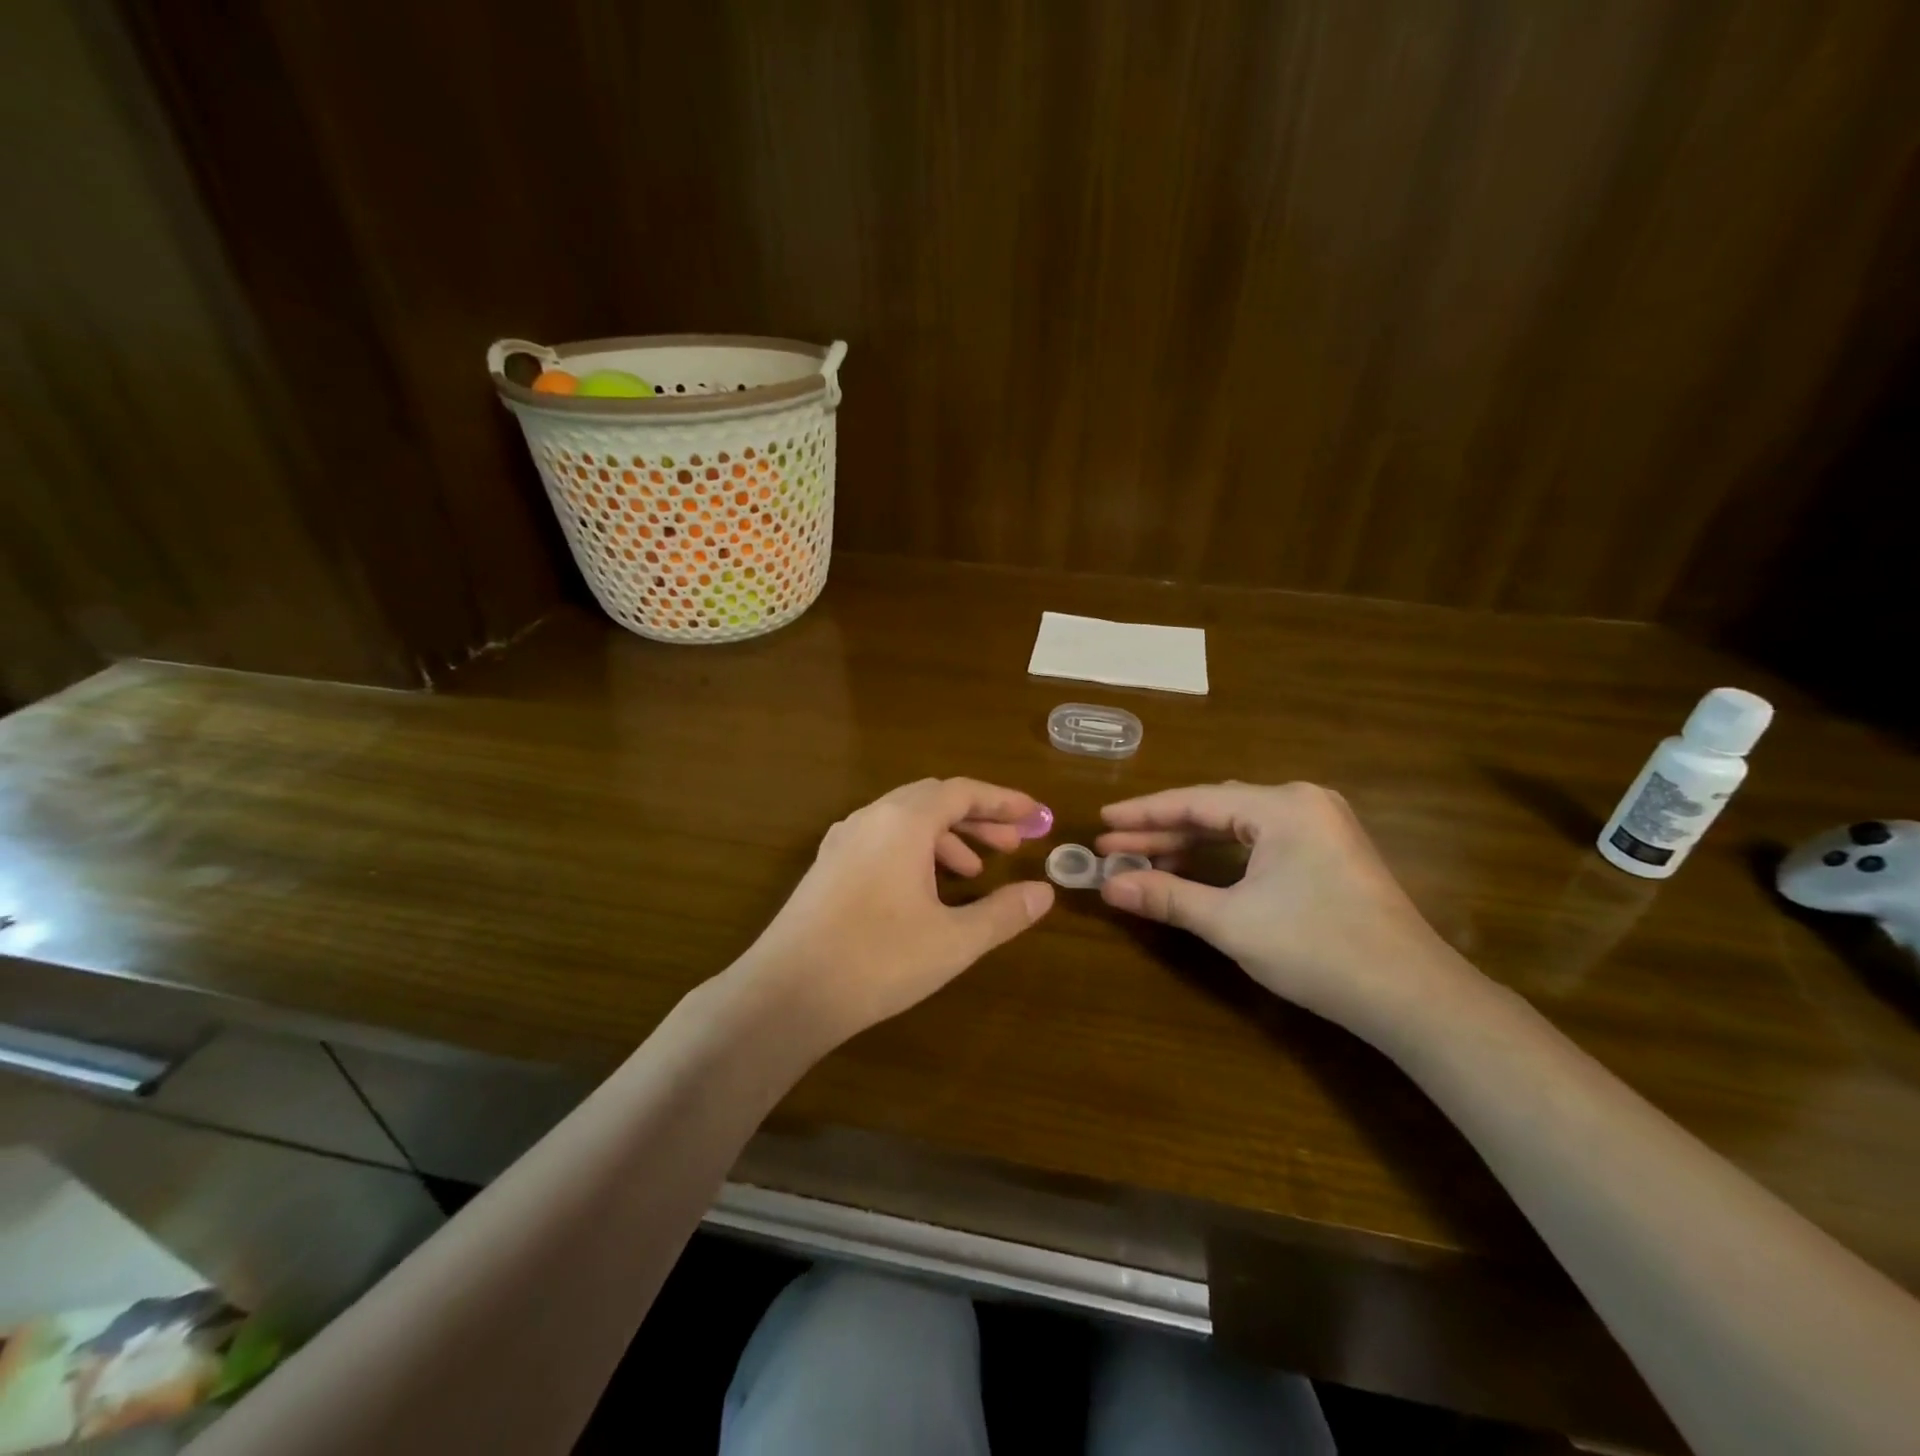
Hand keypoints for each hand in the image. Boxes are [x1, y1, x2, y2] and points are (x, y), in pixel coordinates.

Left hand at [736, 778, 1054, 1045]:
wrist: (787, 993)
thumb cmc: (878, 960)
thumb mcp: (953, 940)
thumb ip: (1003, 913)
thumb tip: (1043, 892)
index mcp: (903, 821)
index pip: (962, 792)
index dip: (1003, 801)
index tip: (1035, 816)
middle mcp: (871, 818)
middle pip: (934, 800)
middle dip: (977, 818)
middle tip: (1012, 844)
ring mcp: (843, 840)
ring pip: (905, 821)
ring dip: (946, 838)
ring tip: (973, 874)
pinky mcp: (828, 866)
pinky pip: (882, 840)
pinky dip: (915, 852)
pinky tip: (925, 890)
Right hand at [1095, 782, 1478, 1040]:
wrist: (1412, 997)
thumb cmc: (1318, 949)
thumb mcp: (1232, 922)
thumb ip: (1166, 896)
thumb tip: (1108, 886)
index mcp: (1282, 806)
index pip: (1196, 801)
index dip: (1144, 813)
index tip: (1102, 822)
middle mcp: (1303, 802)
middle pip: (1215, 810)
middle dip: (1163, 830)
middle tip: (1114, 846)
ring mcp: (1322, 826)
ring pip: (1238, 825)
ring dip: (1191, 843)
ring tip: (1145, 859)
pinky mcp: (1330, 852)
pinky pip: (1261, 840)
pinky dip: (1224, 855)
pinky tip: (1197, 870)